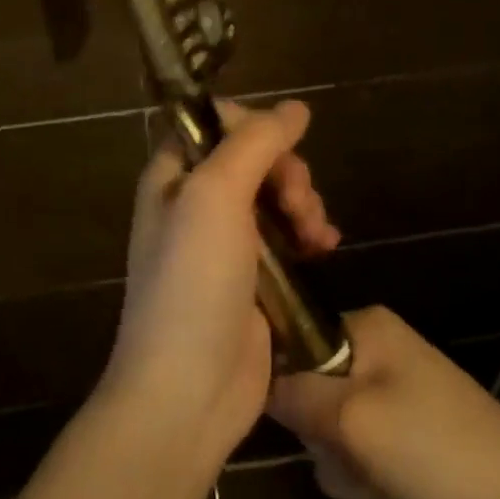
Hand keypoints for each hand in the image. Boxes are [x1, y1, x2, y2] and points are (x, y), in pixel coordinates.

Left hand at [100, 100, 340, 468]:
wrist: (188, 391)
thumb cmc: (192, 283)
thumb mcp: (215, 196)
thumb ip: (254, 143)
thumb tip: (295, 107)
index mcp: (173, 177)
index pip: (213, 123)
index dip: (251, 125)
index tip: (279, 146)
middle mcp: (195, 203)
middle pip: (253, 158)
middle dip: (287, 172)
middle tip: (298, 203)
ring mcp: (226, 242)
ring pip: (275, 196)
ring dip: (303, 204)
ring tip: (317, 236)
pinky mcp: (254, 279)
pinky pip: (287, 237)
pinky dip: (308, 234)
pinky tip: (326, 248)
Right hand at [269, 307, 499, 498]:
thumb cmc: (435, 450)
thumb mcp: (353, 420)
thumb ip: (294, 396)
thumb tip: (252, 378)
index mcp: (366, 328)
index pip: (294, 342)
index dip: (288, 387)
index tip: (302, 424)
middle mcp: (378, 353)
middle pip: (313, 399)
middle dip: (331, 447)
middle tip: (358, 463)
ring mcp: (395, 399)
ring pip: (337, 440)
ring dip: (354, 476)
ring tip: (389, 488)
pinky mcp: (408, 441)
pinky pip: (365, 463)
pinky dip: (377, 490)